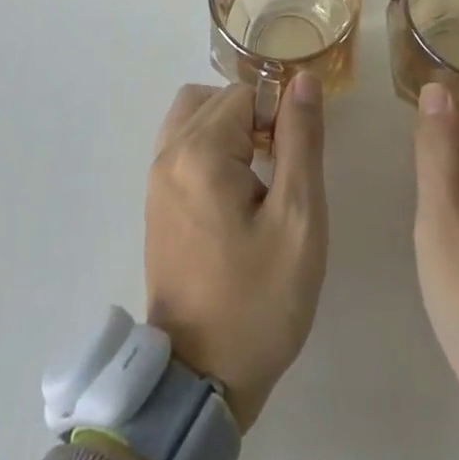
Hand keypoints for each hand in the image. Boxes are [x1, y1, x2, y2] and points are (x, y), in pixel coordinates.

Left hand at [144, 76, 327, 429]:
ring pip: (195, 115)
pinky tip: (235, 190)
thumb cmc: (258, 300)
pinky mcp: (155, 200)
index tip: (293, 163)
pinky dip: (210, 147)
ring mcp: (155, 177)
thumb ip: (301, 141)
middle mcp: (168, 153)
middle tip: (281, 169)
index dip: (278, 117)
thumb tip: (302, 80)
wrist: (201, 379)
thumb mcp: (297, 220)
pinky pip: (182, 144)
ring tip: (260, 174)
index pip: (245, 94)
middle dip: (254, 119)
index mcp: (199, 152)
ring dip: (230, 128)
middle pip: (217, 99)